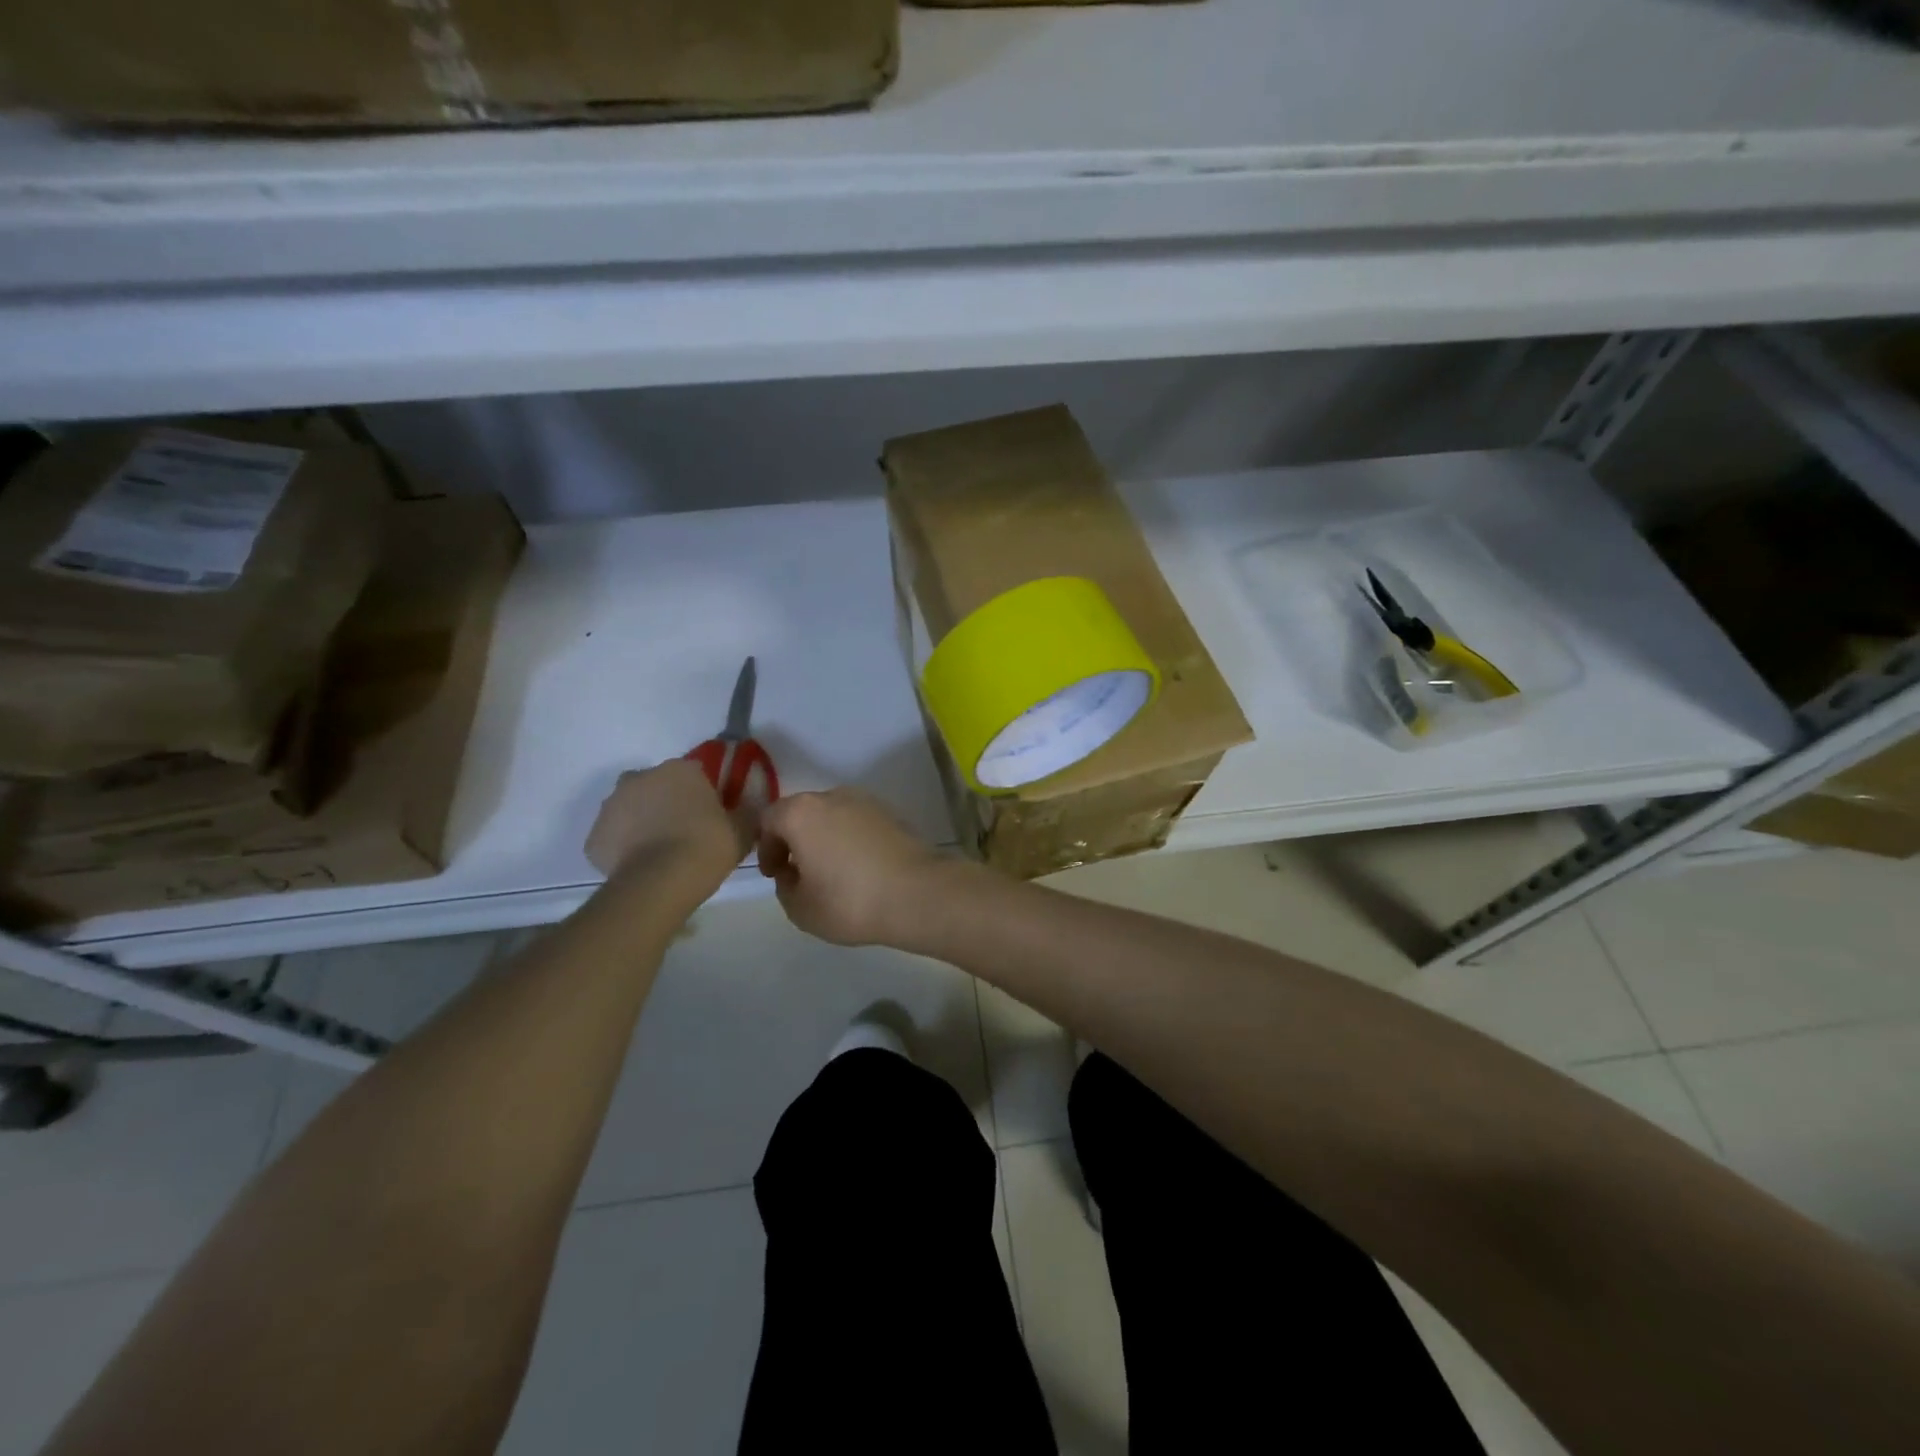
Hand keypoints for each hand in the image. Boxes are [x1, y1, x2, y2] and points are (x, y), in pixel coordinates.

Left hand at [585, 760, 754, 889]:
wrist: (659, 883)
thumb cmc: (706, 846)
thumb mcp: (743, 830)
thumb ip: (748, 813)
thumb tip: (751, 808)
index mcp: (679, 770)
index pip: (695, 773)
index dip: (704, 794)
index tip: (712, 816)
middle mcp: (641, 778)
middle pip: (657, 786)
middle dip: (668, 804)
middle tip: (686, 833)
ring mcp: (611, 806)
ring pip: (631, 810)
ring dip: (643, 823)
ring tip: (662, 854)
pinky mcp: (594, 837)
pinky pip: (614, 838)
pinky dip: (624, 848)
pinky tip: (642, 868)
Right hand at [756, 789, 949, 945]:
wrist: (918, 893)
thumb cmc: (850, 901)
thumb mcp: (800, 908)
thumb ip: (785, 886)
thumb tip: (793, 873)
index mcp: (802, 813)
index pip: (769, 820)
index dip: (766, 847)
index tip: (776, 874)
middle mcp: (833, 796)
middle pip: (802, 813)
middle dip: (795, 840)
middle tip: (800, 873)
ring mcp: (866, 801)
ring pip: (832, 816)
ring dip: (825, 838)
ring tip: (832, 873)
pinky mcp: (892, 813)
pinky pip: (858, 823)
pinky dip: (851, 839)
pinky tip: (859, 868)